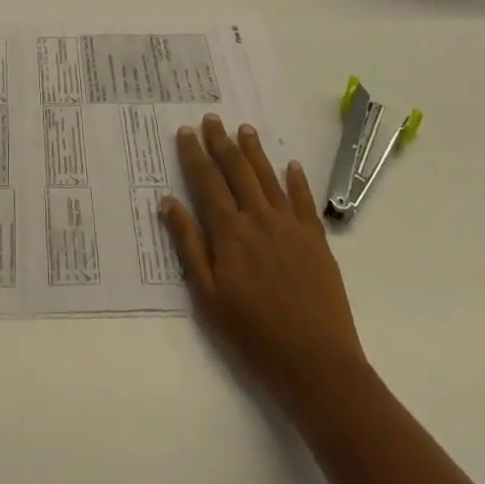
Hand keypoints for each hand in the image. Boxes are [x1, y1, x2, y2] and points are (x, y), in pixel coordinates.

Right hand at [162, 114, 367, 410]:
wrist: (317, 364)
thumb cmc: (254, 335)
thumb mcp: (208, 297)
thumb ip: (188, 245)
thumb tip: (168, 201)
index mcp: (229, 232)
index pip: (206, 182)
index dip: (194, 155)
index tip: (185, 131)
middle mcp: (258, 218)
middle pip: (236, 170)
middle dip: (221, 142)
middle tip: (211, 118)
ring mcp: (290, 226)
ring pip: (268, 177)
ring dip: (254, 151)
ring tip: (244, 128)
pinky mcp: (316, 240)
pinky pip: (304, 201)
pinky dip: (297, 180)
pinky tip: (292, 165)